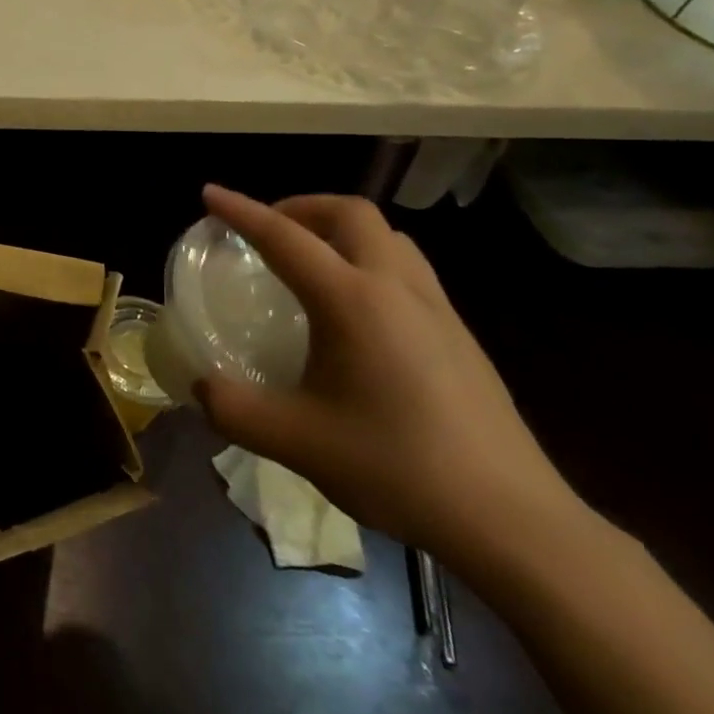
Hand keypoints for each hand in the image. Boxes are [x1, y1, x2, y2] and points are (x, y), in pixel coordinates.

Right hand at [194, 186, 581, 568]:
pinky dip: (371, 259)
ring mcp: (437, 309)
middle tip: (268, 230)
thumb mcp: (295, 441)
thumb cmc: (396, 467)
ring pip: (388, 236)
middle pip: (350, 213)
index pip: (285, 237)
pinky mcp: (460, 335)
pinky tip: (357, 309)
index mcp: (352, 301)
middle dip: (302, 206)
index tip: (209, 193)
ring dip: (341, 229)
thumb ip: (234, 408)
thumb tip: (202, 386)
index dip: (241, 210)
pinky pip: (408, 268)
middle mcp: (396, 289)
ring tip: (312, 259)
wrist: (511, 520)